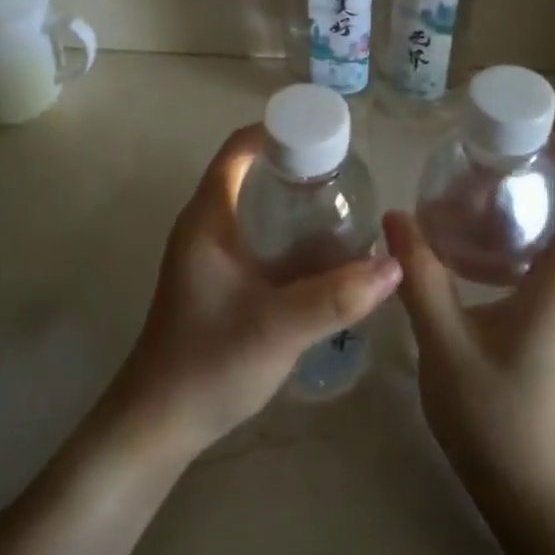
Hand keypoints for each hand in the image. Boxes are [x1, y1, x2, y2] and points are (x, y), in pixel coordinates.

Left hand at [104, 126, 401, 460]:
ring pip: (259, 214)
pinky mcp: (220, 285)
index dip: (280, 131)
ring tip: (349, 212)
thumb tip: (395, 265)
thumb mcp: (279, 328)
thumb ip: (338, 298)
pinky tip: (328, 261)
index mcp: (208, 220)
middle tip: (350, 180)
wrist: (159, 424)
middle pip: (252, 176)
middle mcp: (206, 229)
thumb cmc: (208, 364)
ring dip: (298, 209)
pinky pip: (260, 246)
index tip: (328, 137)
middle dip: (300, 171)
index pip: (239, 149)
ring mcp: (211, 259)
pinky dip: (292, 242)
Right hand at [385, 137, 554, 499]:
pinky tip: (486, 245)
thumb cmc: (493, 416)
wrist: (531, 488)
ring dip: (549, 205)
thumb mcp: (444, 343)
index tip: (541, 136)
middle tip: (504, 154)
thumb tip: (395, 218)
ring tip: (492, 188)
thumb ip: (420, 277)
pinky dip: (537, 237)